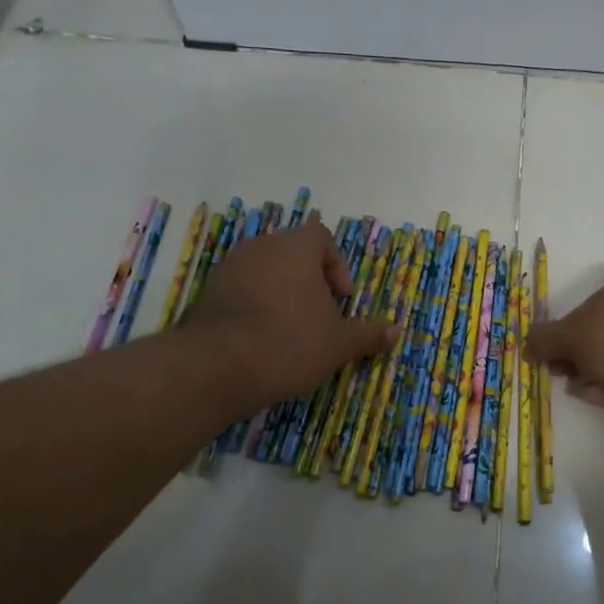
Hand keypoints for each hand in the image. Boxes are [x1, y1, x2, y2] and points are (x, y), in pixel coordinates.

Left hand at [183, 220, 398, 410]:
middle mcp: (260, 248)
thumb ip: (368, 333)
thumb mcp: (339, 344)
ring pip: (265, 272)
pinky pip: (241, 292)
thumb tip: (397, 331)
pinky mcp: (206, 294)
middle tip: (319, 317)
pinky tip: (261, 341)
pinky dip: (254, 308)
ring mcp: (228, 269)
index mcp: (295, 248)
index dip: (337, 264)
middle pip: (292, 254)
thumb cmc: (288, 343)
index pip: (321, 236)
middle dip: (310, 282)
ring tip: (290, 332)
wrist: (215, 367)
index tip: (341, 299)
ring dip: (281, 295)